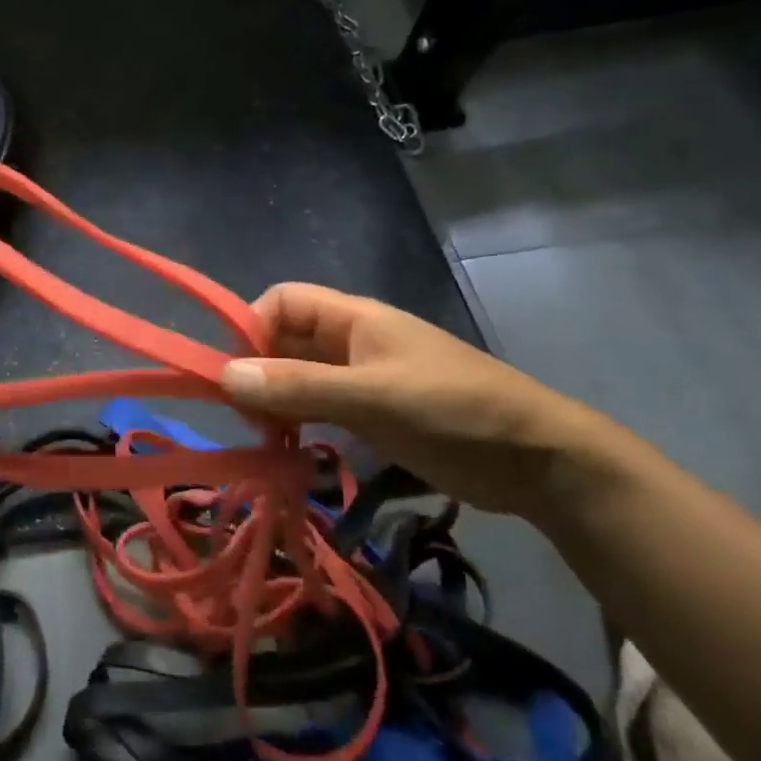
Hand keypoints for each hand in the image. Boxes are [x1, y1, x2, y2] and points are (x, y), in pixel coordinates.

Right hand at [221, 283, 615, 516]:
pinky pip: (320, 408)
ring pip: (300, 378)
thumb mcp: (373, 397)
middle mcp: (352, 342)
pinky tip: (291, 450)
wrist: (537, 459)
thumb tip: (224, 376)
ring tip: (265, 439)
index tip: (237, 375)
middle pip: (286, 341)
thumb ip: (301, 387)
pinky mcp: (374, 414)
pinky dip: (299, 423)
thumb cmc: (454, 410)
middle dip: (259, 371)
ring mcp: (363, 379)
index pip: (282, 301)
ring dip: (277, 402)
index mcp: (354, 318)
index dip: (252, 328)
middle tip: (247, 418)